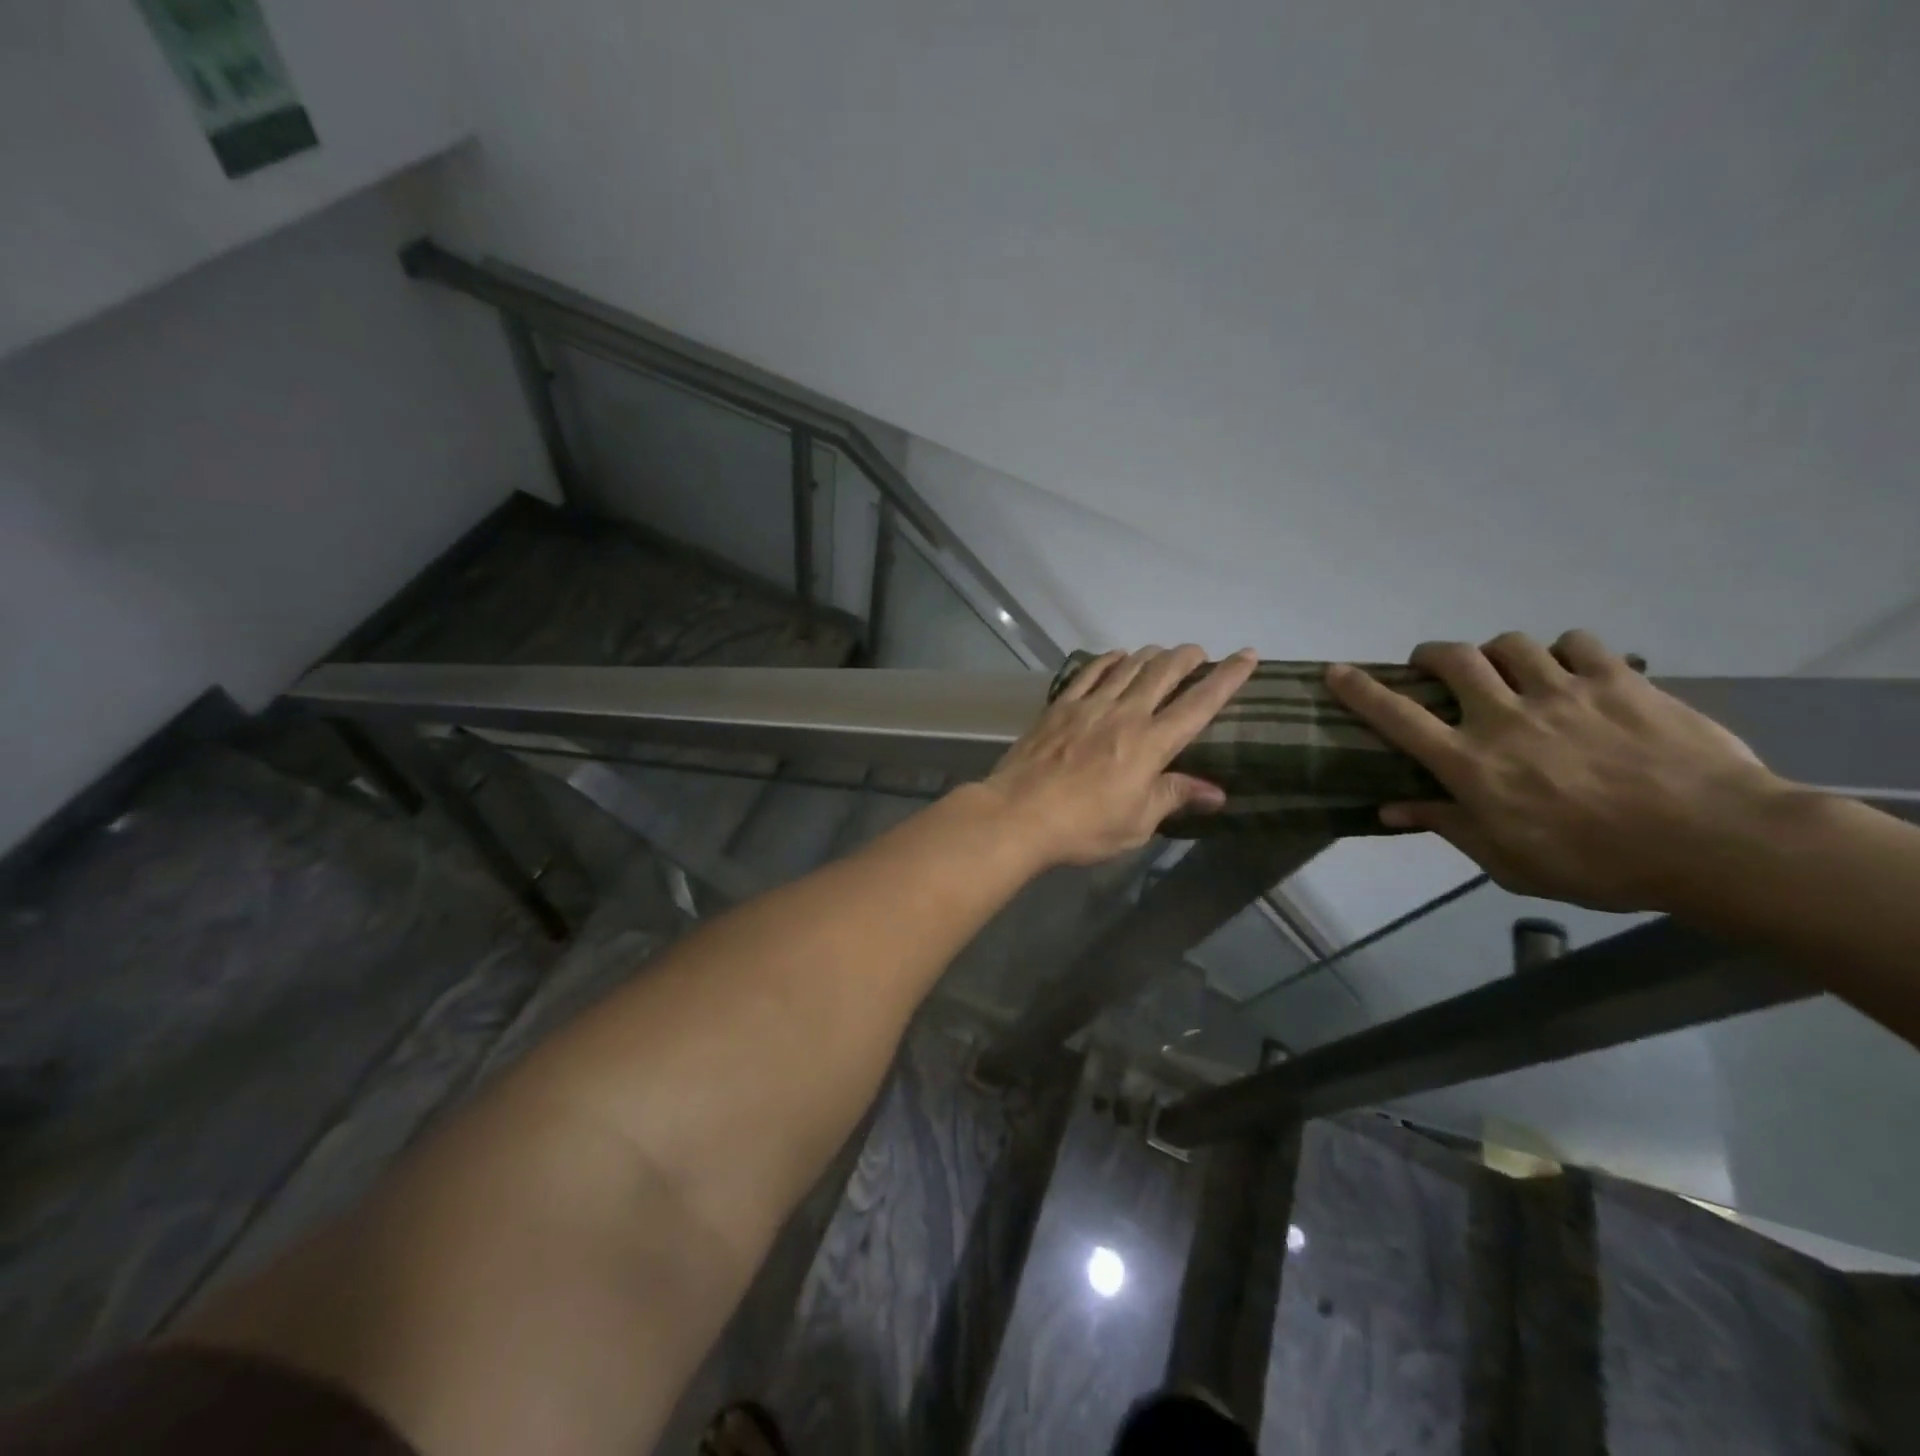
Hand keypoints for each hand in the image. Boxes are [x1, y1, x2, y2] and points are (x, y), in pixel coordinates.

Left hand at [982, 645, 1257, 867]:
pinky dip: (1107, 660)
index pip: (1199, 704)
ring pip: (1128, 667)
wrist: (1018, 814)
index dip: (1227, 678)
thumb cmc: (1083, 826)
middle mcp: (1124, 715)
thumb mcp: (1137, 822)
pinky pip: (1088, 673)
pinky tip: (1115, 656)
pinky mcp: (1059, 707)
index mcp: (1151, 744)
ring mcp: (1089, 706)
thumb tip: (1217, 792)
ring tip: (1161, 652)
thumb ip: (1174, 797)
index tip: (1247, 655)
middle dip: (1186, 657)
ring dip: (1150, 655)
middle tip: (1198, 653)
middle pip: (1163, 673)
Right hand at [1326, 630, 1793, 910]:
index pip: (1397, 716)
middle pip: (1452, 659)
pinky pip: (1577, 643)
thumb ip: (1448, 825)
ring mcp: (1563, 692)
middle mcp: (1505, 717)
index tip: (1336, 671)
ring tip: (1508, 670)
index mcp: (1472, 763)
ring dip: (1497, 653)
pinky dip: (1562, 651)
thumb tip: (1389, 809)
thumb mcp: (1509, 861)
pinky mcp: (1618, 680)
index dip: (1359, 690)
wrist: (1717, 843)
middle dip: (1432, 656)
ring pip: (1511, 644)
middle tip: (1433, 667)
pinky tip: (1571, 670)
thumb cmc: (1599, 864)